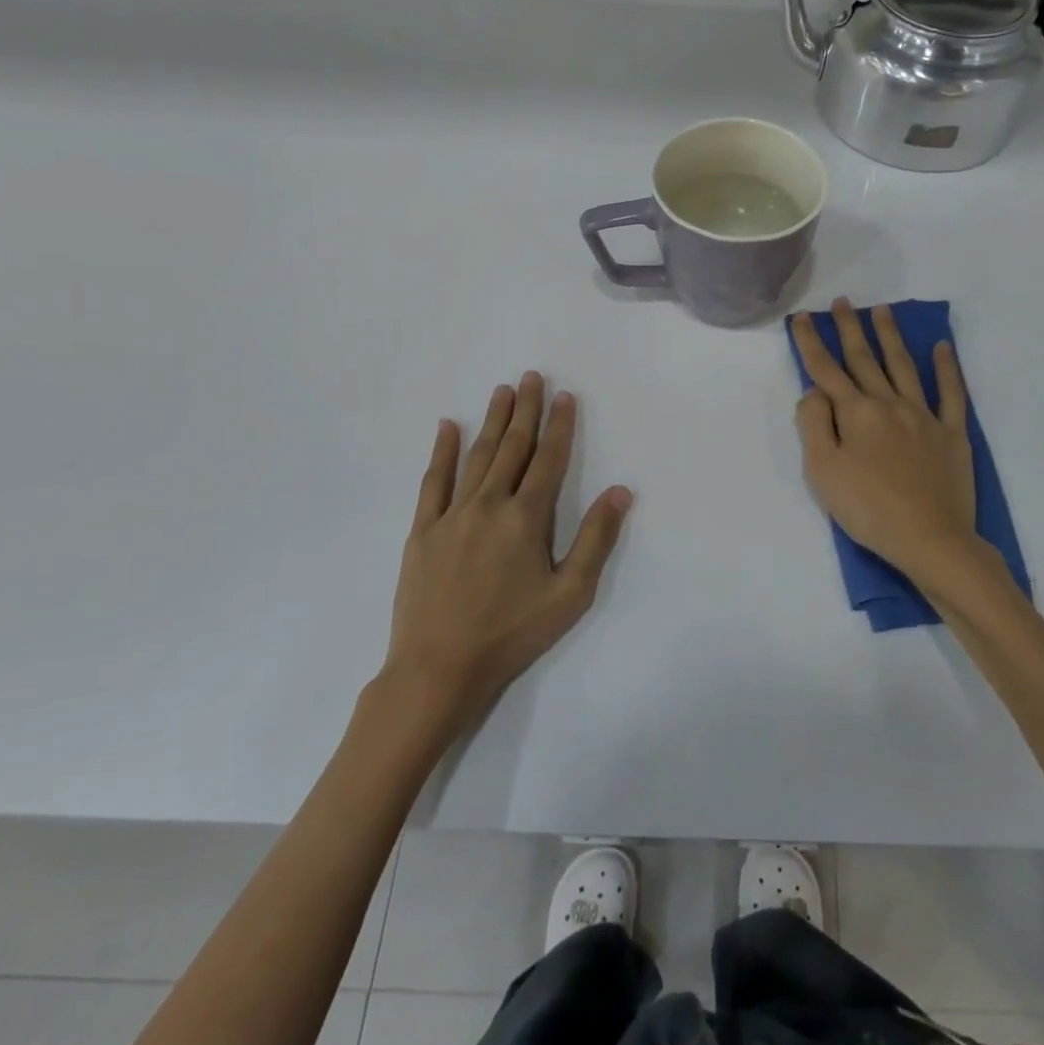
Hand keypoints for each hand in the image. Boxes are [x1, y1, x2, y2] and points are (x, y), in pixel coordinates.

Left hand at [382, 372, 632, 736]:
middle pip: (512, 448)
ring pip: (477, 457)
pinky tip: (447, 428)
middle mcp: (489, 504)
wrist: (439, 668)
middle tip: (531, 376)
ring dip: (491, 421)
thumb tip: (620, 491)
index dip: (559, 426)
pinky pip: (433, 482)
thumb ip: (596, 539)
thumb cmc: (512, 633)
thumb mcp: (570, 594)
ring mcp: (451, 515)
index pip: (548, 460)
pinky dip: (442, 452)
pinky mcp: (422, 531)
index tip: (564, 396)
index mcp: (526, 518)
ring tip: (501, 391)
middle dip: (525, 411)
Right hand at [792, 299, 979, 584]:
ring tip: (882, 310)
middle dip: (850, 329)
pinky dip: (947, 368)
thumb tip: (815, 391)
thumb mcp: (822, 471)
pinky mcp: (952, 434)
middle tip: (842, 302)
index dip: (810, 343)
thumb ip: (813, 425)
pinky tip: (942, 347)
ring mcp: (924, 416)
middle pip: (865, 359)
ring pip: (904, 366)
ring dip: (891, 336)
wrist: (931, 539)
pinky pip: (951, 393)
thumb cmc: (868, 509)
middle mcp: (889, 404)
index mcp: (856, 413)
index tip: (800, 318)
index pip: (826, 370)